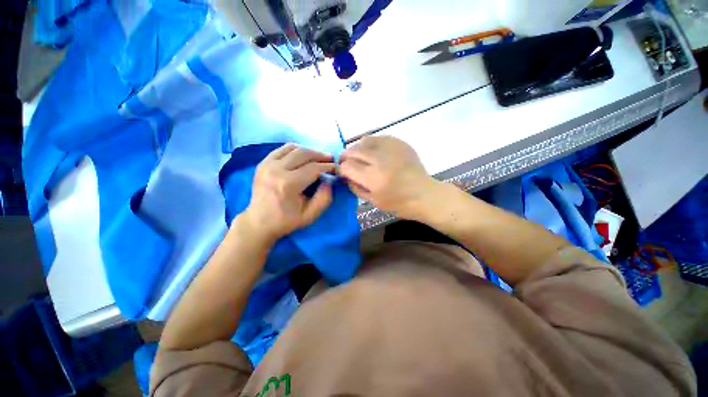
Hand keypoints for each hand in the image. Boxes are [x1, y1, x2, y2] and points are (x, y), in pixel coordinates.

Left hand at [242, 144, 334, 241]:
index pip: (313, 168)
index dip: (327, 166)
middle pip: (304, 154)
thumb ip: (324, 198)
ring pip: (293, 148)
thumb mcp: (310, 215)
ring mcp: (267, 164)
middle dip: (320, 155)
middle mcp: (276, 170)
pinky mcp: (263, 163)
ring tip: (318, 157)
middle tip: (330, 159)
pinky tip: (302, 156)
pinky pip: (282, 149)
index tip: (336, 167)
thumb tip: (328, 180)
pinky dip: (295, 150)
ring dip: (309, 151)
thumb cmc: (286, 220)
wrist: (259, 222)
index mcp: (288, 184)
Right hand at [338, 136, 435, 218]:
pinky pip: (378, 138)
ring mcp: (391, 148)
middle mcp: (381, 160)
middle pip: (353, 151)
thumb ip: (355, 187)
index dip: (341, 169)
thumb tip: (345, 176)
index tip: (342, 172)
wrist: (424, 194)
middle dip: (345, 157)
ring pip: (364, 140)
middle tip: (346, 163)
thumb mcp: (373, 201)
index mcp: (374, 178)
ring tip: (359, 157)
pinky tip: (373, 152)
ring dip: (357, 149)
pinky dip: (371, 144)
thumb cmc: (399, 203)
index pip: (347, 166)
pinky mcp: (400, 143)